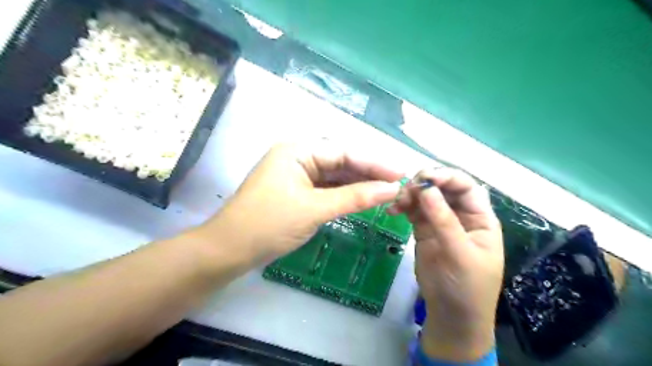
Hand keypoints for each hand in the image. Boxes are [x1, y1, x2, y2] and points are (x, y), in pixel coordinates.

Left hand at [200, 143, 402, 265]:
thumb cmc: (269, 224)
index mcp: (298, 150)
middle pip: (341, 162)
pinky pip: (326, 189)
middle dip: (369, 174)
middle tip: (398, 185)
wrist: (230, 250)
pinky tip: (363, 199)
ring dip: (358, 185)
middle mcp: (298, 157)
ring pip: (335, 176)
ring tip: (387, 193)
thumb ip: (355, 197)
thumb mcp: (315, 209)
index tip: (401, 174)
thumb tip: (392, 189)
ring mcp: (297, 174)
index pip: (344, 152)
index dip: (375, 163)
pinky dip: (344, 195)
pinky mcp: (297, 191)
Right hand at [386, 167, 502, 360]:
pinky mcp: (423, 229)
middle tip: (406, 190)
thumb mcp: (459, 254)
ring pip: (425, 197)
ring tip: (397, 202)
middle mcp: (460, 215)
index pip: (466, 186)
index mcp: (480, 217)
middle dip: (425, 184)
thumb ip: (444, 221)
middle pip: (443, 188)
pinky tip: (393, 210)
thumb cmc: (466, 286)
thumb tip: (426, 189)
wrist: (451, 314)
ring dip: (410, 194)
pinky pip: (413, 210)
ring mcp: (440, 221)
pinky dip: (403, 206)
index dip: (447, 177)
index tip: (425, 178)